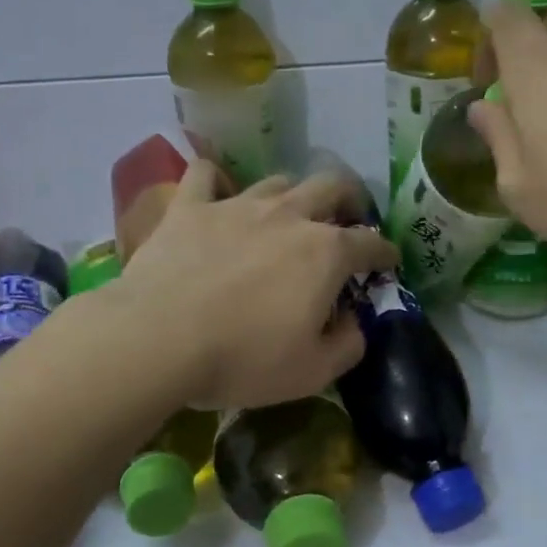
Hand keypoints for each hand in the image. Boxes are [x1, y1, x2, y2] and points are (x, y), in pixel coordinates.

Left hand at [115, 161, 398, 407]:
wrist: (158, 339)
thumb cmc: (244, 358)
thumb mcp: (313, 371)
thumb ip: (348, 344)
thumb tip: (353, 323)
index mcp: (326, 253)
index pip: (371, 243)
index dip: (385, 253)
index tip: (388, 263)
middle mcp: (289, 216)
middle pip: (331, 186)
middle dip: (349, 199)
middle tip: (347, 219)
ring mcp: (237, 205)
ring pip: (277, 181)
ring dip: (292, 194)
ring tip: (288, 213)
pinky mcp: (190, 207)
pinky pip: (206, 175)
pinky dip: (217, 180)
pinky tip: (218, 193)